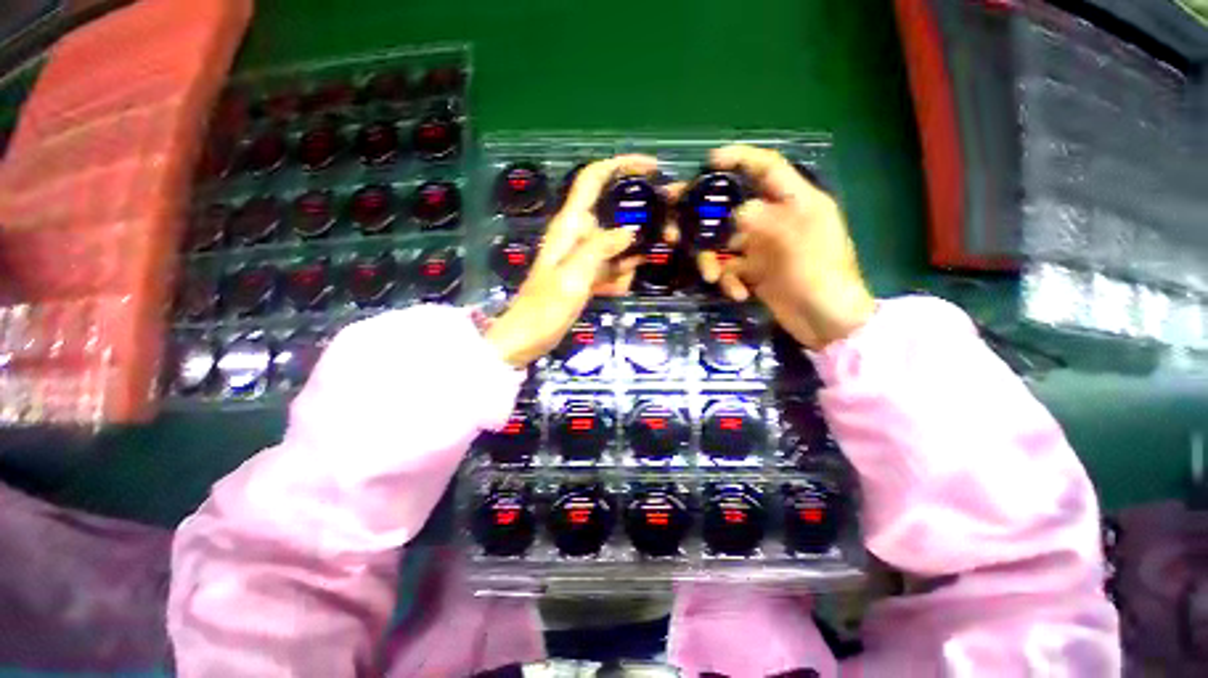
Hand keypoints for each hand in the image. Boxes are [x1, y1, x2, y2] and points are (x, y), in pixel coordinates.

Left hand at [485, 154, 658, 367]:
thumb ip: (600, 248)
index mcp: (569, 225)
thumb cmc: (545, 308)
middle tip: (659, 240)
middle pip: (613, 213)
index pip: (593, 179)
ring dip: (626, 260)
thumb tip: (630, 230)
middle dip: (636, 226)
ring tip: (619, 283)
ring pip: (616, 245)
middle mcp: (577, 234)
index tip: (652, 168)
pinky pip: (611, 267)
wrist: (528, 337)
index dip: (621, 164)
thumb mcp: (574, 276)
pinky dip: (617, 277)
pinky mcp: (585, 273)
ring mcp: (582, 255)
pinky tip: (613, 292)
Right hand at [684, 145, 874, 349]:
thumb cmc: (819, 274)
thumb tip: (734, 211)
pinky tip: (738, 293)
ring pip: (724, 242)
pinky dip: (729, 280)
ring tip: (711, 277)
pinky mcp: (755, 271)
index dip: (739, 158)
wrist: (826, 322)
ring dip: (712, 259)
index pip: (767, 167)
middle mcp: (776, 220)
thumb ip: (760, 217)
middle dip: (704, 215)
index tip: (709, 161)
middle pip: (732, 206)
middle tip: (675, 221)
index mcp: (795, 201)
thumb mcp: (793, 238)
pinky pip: (730, 268)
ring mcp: (763, 247)